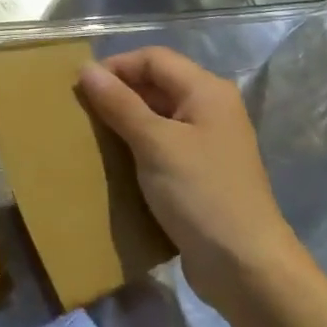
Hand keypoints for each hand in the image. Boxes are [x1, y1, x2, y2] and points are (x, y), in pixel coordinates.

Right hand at [78, 47, 302, 310]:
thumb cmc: (201, 194)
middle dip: (118, 93)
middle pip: (156, 84)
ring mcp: (206, 142)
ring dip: (124, 121)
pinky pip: (161, 144)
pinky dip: (136, 146)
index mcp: (206, 91)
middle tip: (81, 113)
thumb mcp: (154, 144)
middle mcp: (210, 109)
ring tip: (91, 136)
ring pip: (156, 115)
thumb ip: (119, 103)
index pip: (153, 58)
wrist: (246, 268)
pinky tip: (114, 162)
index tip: (81, 90)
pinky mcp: (199, 172)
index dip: (116, 67)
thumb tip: (86, 69)